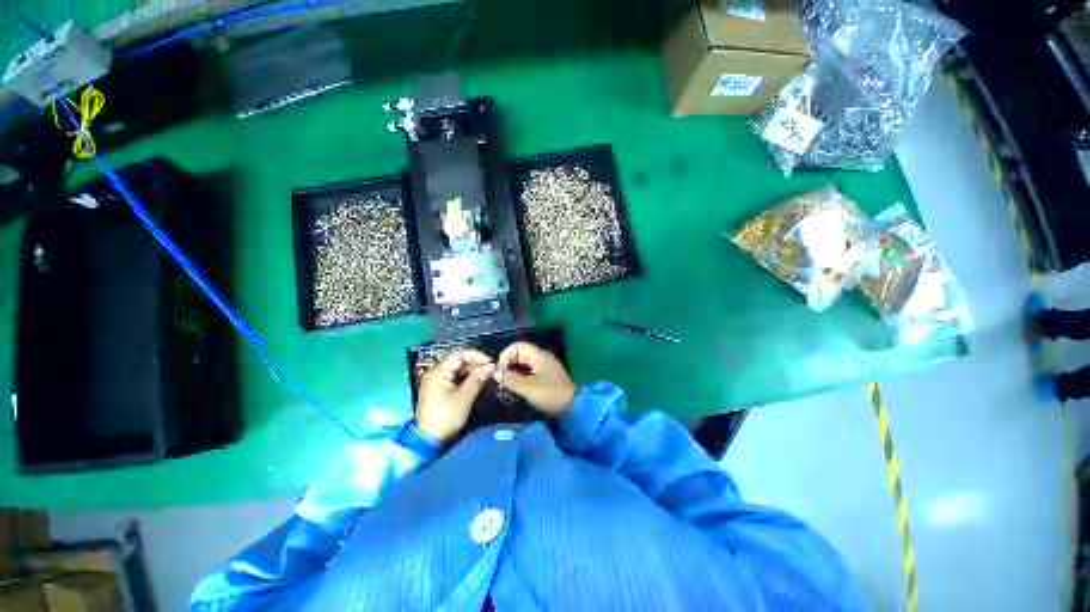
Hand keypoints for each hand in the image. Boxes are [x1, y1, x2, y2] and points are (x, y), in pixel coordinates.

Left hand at [416, 349, 494, 442]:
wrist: (429, 440)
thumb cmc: (446, 417)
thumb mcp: (464, 397)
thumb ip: (477, 379)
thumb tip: (490, 366)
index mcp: (438, 372)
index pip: (459, 355)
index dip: (476, 356)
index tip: (489, 362)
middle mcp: (436, 373)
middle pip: (458, 361)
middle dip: (475, 364)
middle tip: (490, 370)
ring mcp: (437, 381)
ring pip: (458, 369)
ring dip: (472, 371)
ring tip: (487, 376)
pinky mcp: (440, 389)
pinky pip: (455, 378)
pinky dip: (467, 378)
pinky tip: (478, 382)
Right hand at [494, 342, 576, 415]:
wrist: (573, 407)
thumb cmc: (549, 394)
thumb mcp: (527, 387)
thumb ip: (509, 378)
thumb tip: (495, 372)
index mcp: (539, 355)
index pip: (518, 346)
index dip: (506, 355)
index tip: (499, 369)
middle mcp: (542, 357)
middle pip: (520, 354)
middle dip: (508, 364)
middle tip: (500, 379)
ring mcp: (545, 366)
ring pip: (524, 363)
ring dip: (514, 371)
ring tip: (506, 384)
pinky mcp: (546, 376)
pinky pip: (530, 371)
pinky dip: (521, 376)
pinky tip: (516, 387)